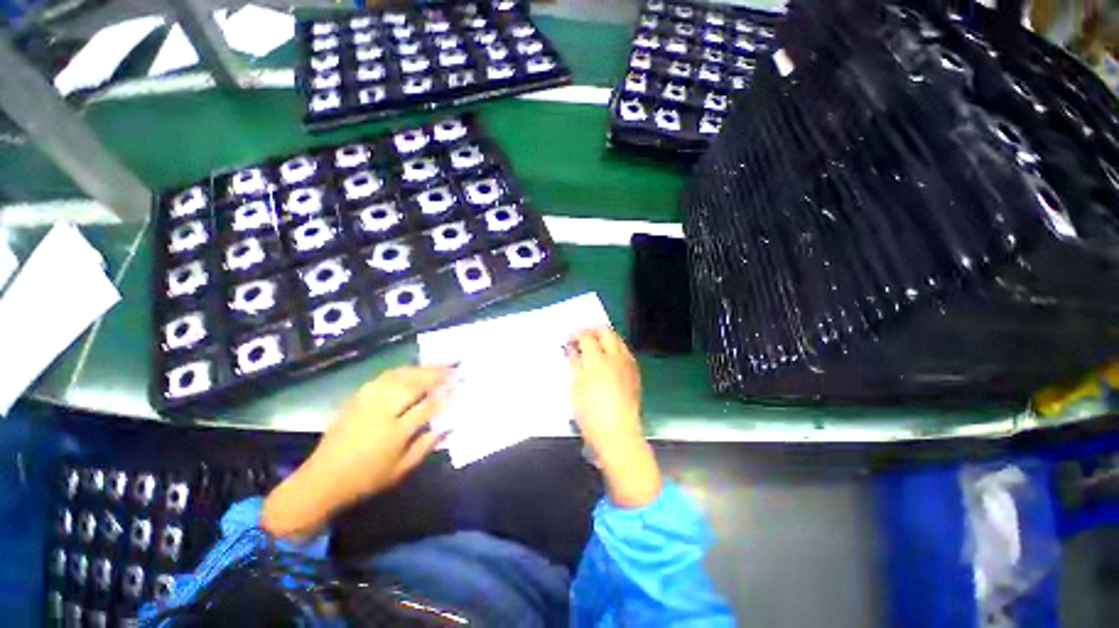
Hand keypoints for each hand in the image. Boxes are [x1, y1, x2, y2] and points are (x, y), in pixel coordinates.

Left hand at [262, 365, 450, 538]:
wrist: (321, 480)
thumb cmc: (367, 479)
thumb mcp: (401, 470)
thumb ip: (426, 445)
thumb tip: (447, 426)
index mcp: (394, 433)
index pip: (427, 407)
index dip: (446, 394)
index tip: (460, 383)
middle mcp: (381, 412)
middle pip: (414, 385)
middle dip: (436, 373)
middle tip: (454, 364)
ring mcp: (366, 402)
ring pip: (399, 377)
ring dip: (421, 368)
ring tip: (438, 362)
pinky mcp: (356, 398)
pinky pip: (383, 377)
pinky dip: (402, 370)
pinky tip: (412, 369)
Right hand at [567, 327, 642, 456]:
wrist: (618, 433)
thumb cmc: (590, 414)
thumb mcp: (575, 389)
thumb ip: (574, 364)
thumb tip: (572, 350)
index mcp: (597, 361)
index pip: (586, 336)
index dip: (576, 334)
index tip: (570, 340)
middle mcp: (615, 357)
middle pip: (605, 331)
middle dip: (592, 330)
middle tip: (582, 337)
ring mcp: (627, 364)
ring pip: (618, 339)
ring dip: (605, 337)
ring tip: (595, 346)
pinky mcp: (634, 372)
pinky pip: (625, 351)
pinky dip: (615, 348)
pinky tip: (608, 358)